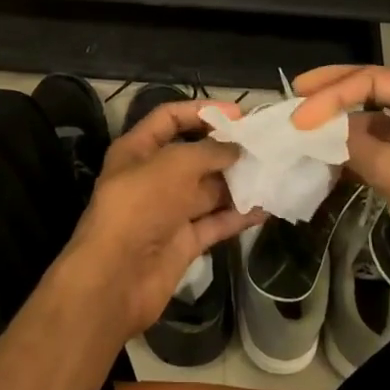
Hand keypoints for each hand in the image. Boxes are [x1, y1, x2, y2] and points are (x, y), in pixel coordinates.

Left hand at [57, 99, 258, 341]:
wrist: (116, 278)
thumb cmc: (140, 206)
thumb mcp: (174, 165)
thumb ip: (209, 151)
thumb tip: (236, 148)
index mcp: (137, 149)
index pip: (169, 118)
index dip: (201, 111)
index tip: (238, 114)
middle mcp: (153, 177)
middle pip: (194, 154)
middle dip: (227, 148)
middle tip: (265, 144)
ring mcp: (169, 211)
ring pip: (208, 189)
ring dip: (237, 181)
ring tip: (273, 171)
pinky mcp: (183, 242)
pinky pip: (215, 222)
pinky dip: (238, 215)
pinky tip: (266, 207)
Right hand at [291, 66, 389, 290]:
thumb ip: (352, 143)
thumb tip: (316, 129)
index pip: (373, 80)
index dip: (332, 94)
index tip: (299, 116)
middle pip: (372, 89)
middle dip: (333, 93)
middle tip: (296, 91)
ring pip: (372, 116)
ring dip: (340, 121)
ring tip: (303, 122)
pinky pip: (377, 143)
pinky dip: (351, 146)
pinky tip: (324, 150)